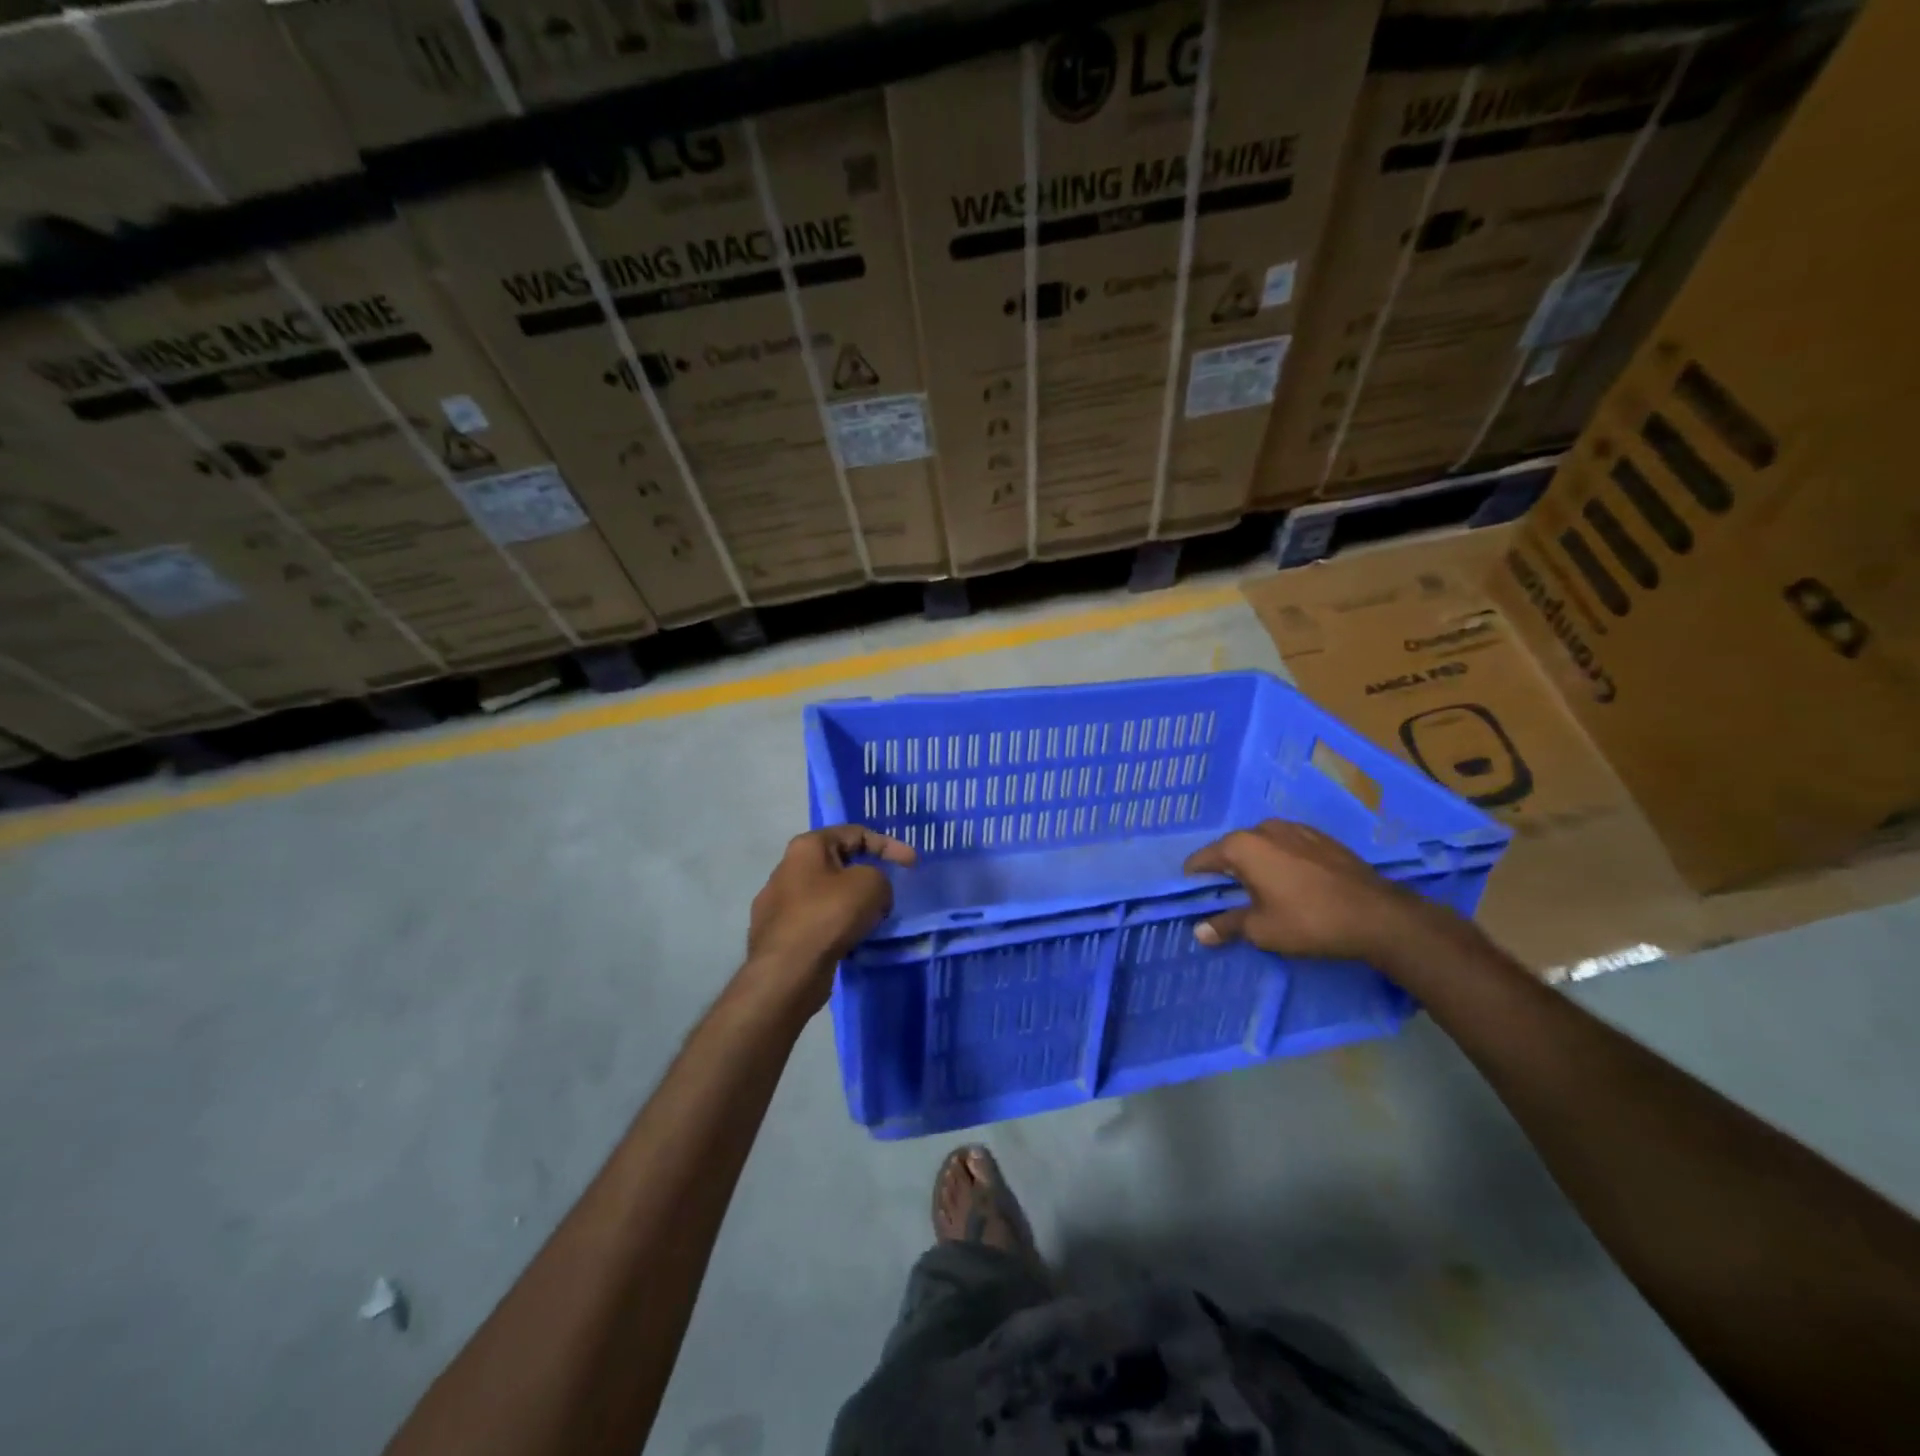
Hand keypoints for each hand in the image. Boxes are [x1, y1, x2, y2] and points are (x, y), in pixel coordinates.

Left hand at [742, 825, 916, 1009]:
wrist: (787, 972)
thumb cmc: (828, 915)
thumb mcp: (871, 885)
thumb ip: (880, 878)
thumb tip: (873, 895)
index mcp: (807, 846)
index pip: (856, 833)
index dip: (889, 845)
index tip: (912, 864)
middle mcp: (788, 869)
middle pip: (840, 864)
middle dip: (869, 876)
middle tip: (890, 893)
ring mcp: (779, 903)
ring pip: (829, 895)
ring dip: (854, 904)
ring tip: (874, 920)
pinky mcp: (780, 934)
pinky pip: (819, 921)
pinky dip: (839, 926)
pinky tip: (852, 940)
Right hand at [1182, 819, 1448, 965]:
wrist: (1378, 916)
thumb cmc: (1308, 921)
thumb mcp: (1261, 930)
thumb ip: (1226, 925)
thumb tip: (1200, 932)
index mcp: (1242, 846)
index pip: (1201, 860)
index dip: (1195, 882)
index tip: (1199, 901)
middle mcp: (1264, 828)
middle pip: (1231, 850)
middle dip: (1227, 873)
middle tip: (1234, 901)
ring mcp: (1295, 828)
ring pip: (1261, 846)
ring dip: (1256, 865)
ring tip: (1266, 893)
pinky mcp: (1321, 837)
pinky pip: (1287, 846)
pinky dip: (1282, 861)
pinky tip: (1295, 885)